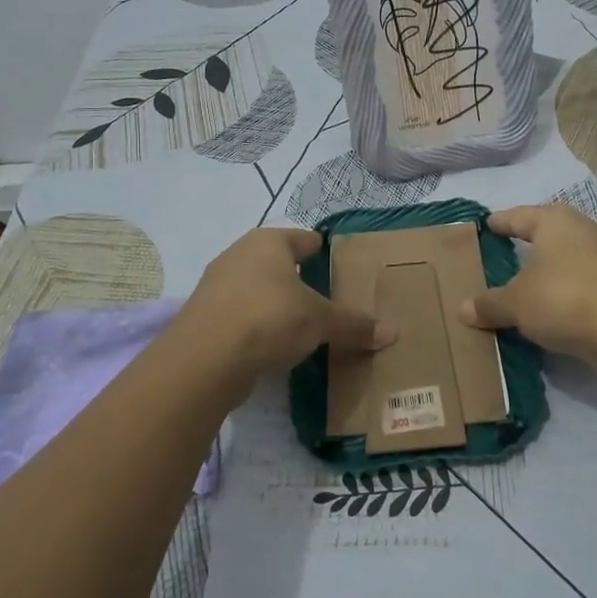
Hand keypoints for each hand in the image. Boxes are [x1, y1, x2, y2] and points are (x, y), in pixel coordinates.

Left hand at [180, 228, 395, 377]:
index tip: (338, 264)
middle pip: (276, 262)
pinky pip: (239, 314)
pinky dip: (256, 325)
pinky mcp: (203, 317)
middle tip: (324, 297)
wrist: (205, 359)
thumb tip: (393, 333)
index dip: (322, 250)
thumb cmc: (270, 319)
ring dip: (274, 302)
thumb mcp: (320, 322)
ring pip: (255, 287)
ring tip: (299, 323)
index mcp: (269, 243)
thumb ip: (354, 325)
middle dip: (297, 278)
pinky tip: (271, 343)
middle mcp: (239, 254)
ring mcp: (216, 285)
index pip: (304, 239)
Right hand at [458, 204, 596, 365]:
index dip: (500, 222)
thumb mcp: (517, 303)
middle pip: (549, 234)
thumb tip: (462, 309)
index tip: (486, 224)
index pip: (519, 216)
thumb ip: (490, 304)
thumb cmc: (564, 298)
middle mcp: (584, 230)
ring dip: (551, 272)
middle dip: (529, 246)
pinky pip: (585, 284)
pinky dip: (569, 293)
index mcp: (554, 221)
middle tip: (505, 255)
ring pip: (569, 260)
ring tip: (529, 286)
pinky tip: (557, 310)